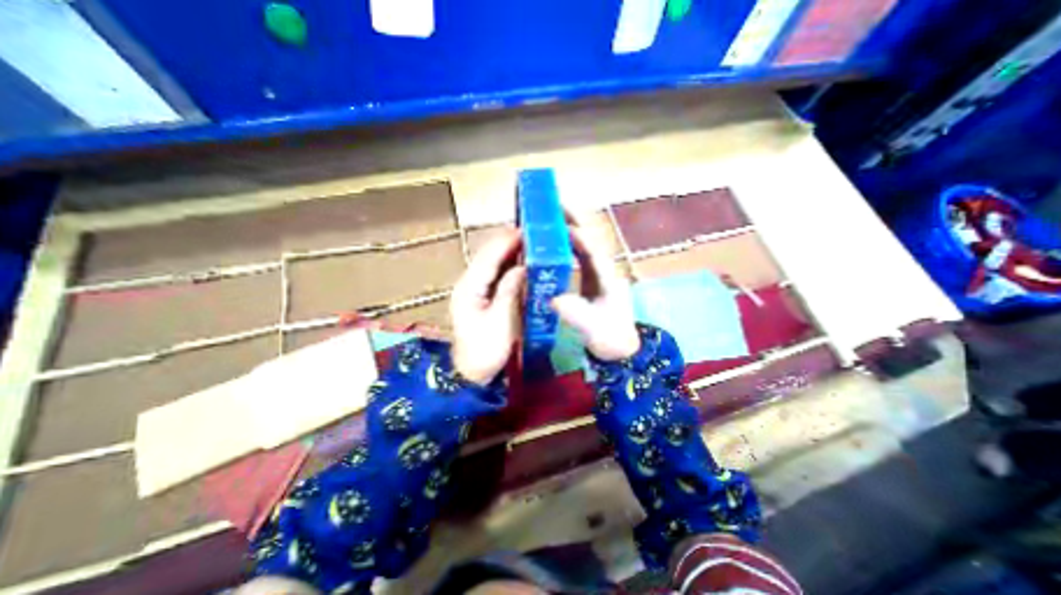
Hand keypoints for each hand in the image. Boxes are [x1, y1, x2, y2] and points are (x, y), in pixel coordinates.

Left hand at [452, 227, 524, 384]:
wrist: (472, 375)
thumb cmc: (485, 351)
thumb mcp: (500, 321)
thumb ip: (510, 291)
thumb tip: (523, 267)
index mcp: (469, 288)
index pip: (488, 257)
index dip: (506, 241)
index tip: (526, 229)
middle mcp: (469, 284)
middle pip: (488, 256)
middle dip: (508, 243)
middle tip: (532, 234)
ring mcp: (474, 290)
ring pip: (492, 265)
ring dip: (509, 253)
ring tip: (530, 243)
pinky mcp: (481, 298)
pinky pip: (495, 276)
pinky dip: (508, 267)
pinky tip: (522, 263)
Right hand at [551, 219, 642, 357]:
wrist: (620, 348)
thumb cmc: (610, 339)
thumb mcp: (593, 329)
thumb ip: (575, 313)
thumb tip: (552, 297)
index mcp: (608, 279)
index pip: (594, 251)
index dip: (579, 236)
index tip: (561, 223)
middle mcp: (606, 271)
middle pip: (591, 240)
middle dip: (575, 221)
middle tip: (555, 206)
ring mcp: (600, 274)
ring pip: (585, 245)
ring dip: (570, 229)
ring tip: (552, 217)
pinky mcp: (593, 279)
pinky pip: (580, 256)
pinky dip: (568, 245)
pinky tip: (556, 241)